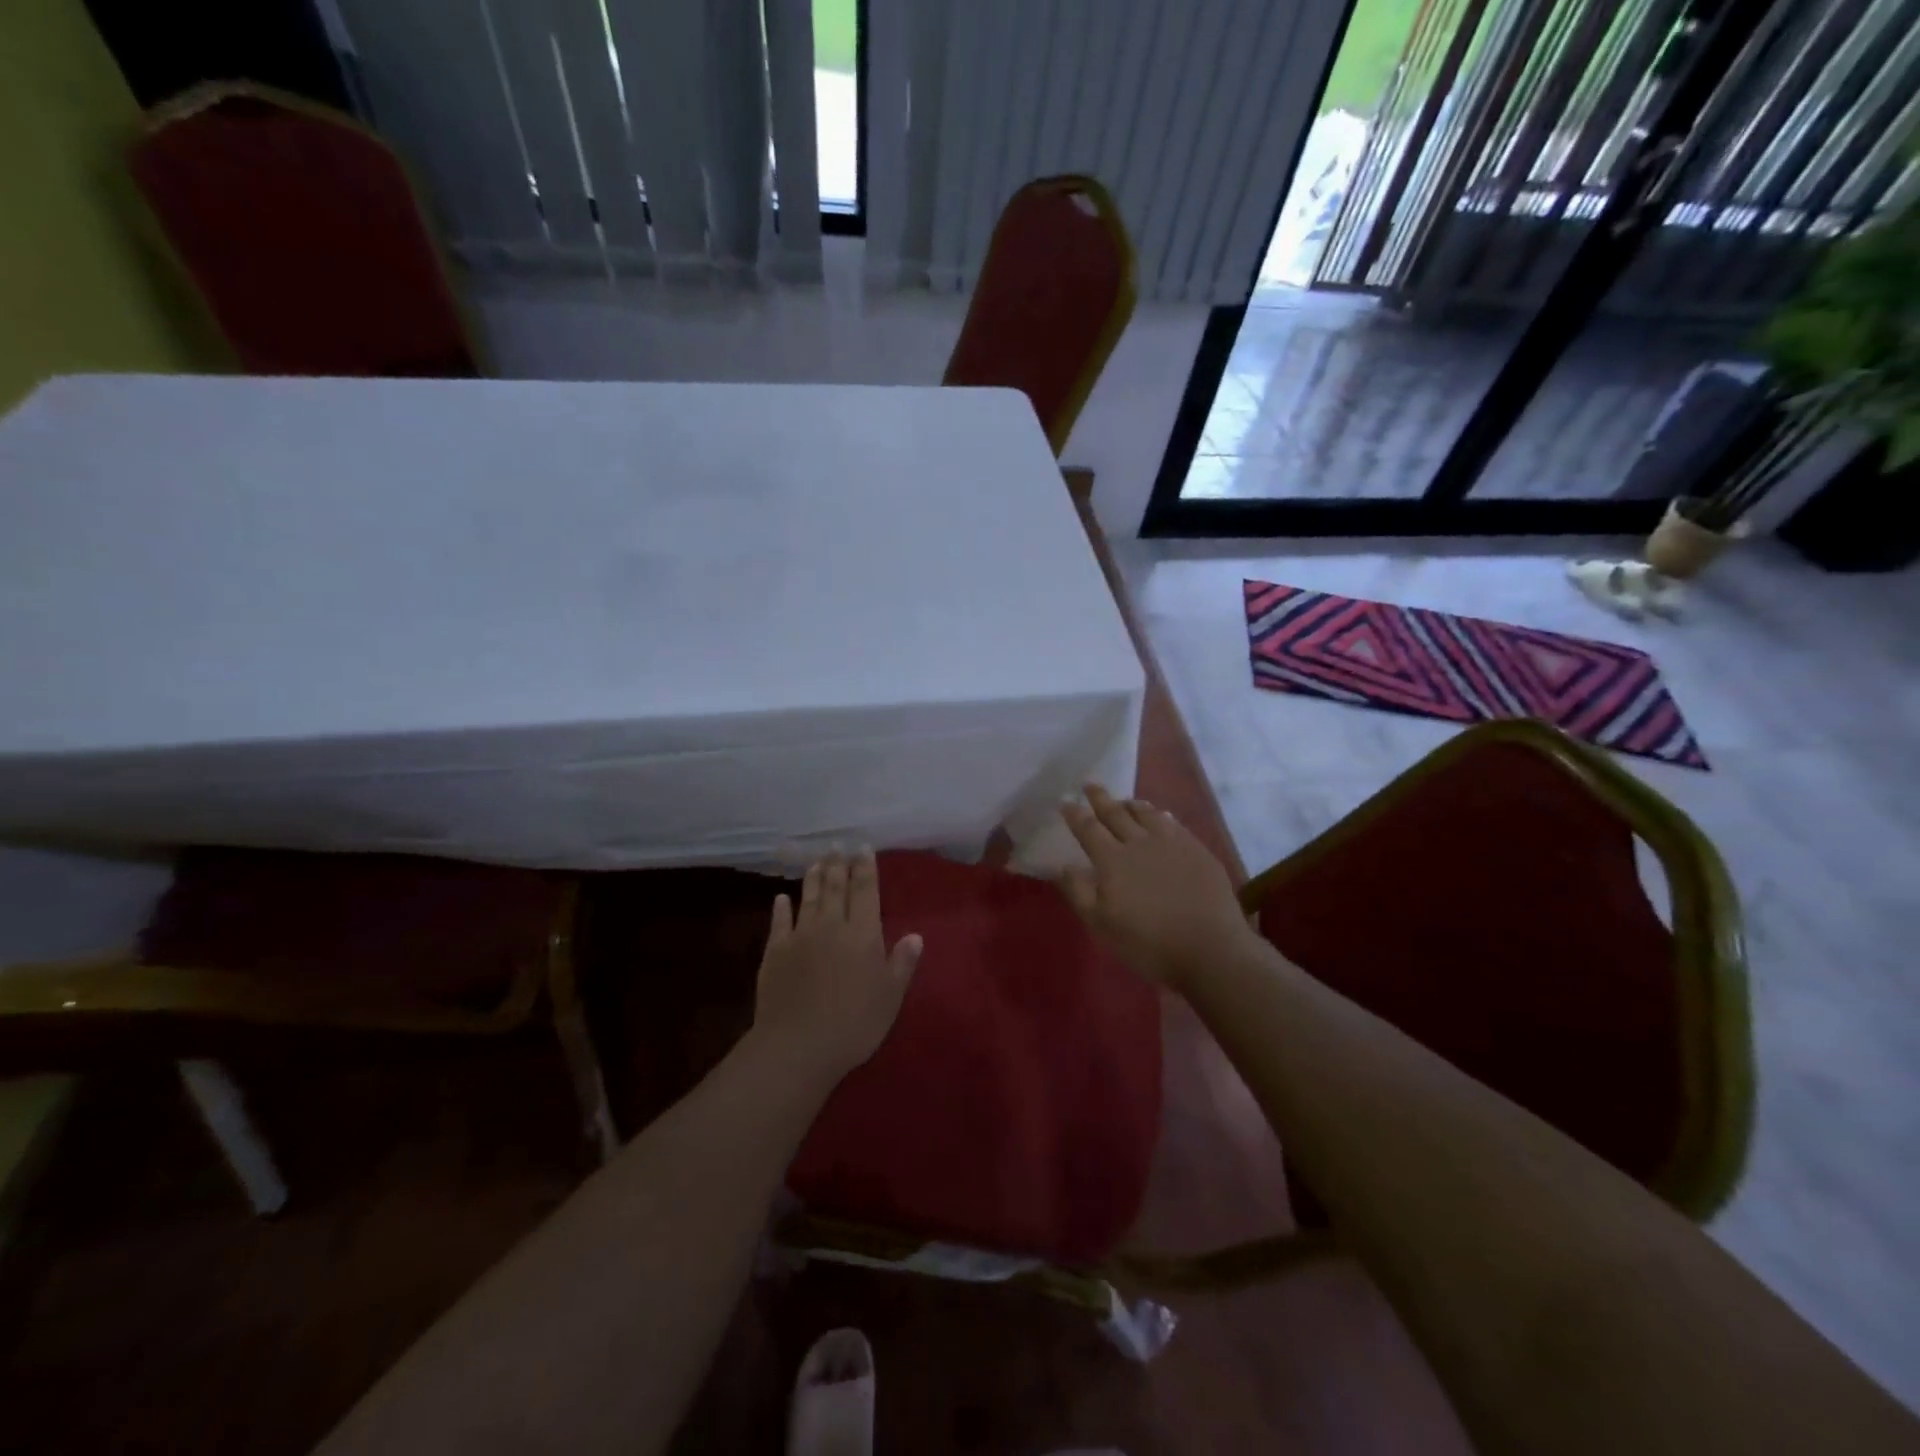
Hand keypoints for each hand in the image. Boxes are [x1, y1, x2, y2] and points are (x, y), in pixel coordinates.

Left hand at [751, 849, 923, 1082]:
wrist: (797, 1045)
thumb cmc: (853, 1024)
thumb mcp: (890, 997)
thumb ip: (902, 963)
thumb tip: (915, 935)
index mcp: (863, 934)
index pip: (866, 891)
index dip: (866, 868)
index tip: (863, 847)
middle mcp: (832, 926)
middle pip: (836, 888)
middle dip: (839, 864)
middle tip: (838, 845)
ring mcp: (800, 936)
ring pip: (809, 898)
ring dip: (814, 878)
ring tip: (818, 861)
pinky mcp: (774, 952)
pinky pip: (779, 922)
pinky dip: (781, 908)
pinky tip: (781, 898)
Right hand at [1060, 786, 1253, 992]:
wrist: (1210, 949)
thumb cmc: (1149, 943)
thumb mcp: (1102, 925)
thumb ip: (1079, 892)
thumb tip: (1063, 864)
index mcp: (1112, 860)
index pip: (1088, 829)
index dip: (1075, 814)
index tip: (1065, 801)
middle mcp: (1140, 843)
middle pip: (1116, 813)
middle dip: (1100, 799)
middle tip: (1090, 785)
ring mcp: (1172, 843)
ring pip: (1147, 813)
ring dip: (1131, 804)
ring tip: (1124, 800)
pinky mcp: (1197, 850)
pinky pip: (1173, 823)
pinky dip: (1160, 815)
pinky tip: (1161, 817)